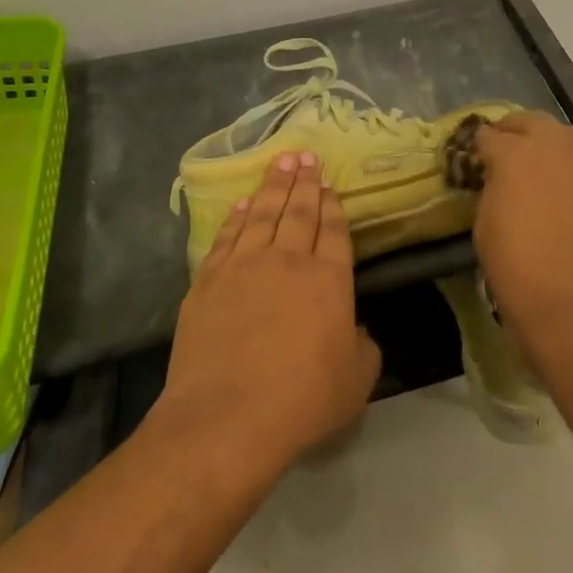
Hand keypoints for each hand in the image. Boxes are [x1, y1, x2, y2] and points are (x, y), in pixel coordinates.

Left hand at [157, 153, 381, 477]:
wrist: (226, 416)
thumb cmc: (301, 401)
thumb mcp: (356, 381)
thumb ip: (362, 346)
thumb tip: (355, 329)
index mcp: (328, 279)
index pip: (334, 230)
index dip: (332, 205)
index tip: (329, 185)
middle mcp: (288, 260)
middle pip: (299, 211)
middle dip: (305, 182)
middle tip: (306, 156)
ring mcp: (245, 265)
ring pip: (263, 214)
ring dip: (274, 186)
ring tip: (281, 163)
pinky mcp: (209, 279)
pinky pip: (228, 235)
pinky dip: (238, 215)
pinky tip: (244, 202)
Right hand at [472, 113, 572, 356]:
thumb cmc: (519, 271)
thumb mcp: (485, 227)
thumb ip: (491, 190)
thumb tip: (498, 181)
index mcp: (515, 152)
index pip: (487, 136)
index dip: (476, 148)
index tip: (471, 160)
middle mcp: (554, 144)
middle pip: (528, 122)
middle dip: (512, 133)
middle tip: (500, 154)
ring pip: (563, 134)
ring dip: (546, 143)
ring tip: (534, 166)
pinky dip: (570, 164)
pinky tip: (560, 184)